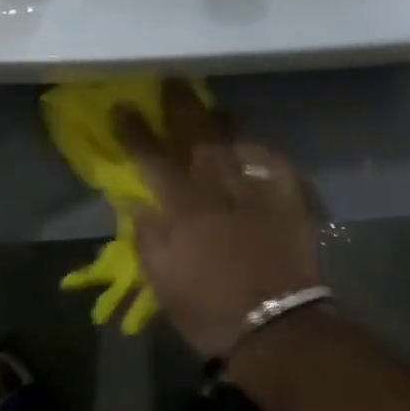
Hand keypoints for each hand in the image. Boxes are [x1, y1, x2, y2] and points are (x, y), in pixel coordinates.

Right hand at [116, 81, 320, 356]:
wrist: (279, 328)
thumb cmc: (211, 309)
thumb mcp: (163, 281)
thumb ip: (148, 237)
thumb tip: (136, 202)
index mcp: (183, 205)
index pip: (151, 156)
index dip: (134, 130)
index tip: (121, 107)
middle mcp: (217, 186)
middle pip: (196, 134)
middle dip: (180, 105)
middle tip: (172, 82)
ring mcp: (255, 189)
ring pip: (236, 140)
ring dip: (221, 120)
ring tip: (213, 106)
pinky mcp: (288, 200)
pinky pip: (275, 163)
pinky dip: (263, 152)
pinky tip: (256, 147)